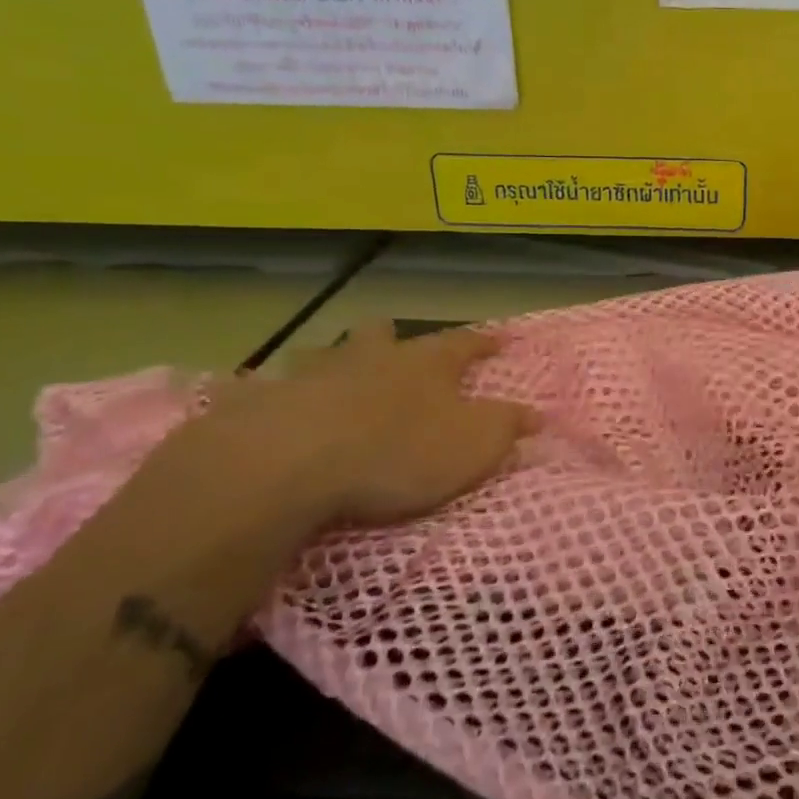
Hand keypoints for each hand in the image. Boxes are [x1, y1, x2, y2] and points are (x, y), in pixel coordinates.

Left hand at [158, 324, 536, 537]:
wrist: (293, 462)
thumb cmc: (398, 451)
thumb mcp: (473, 445)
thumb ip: (507, 428)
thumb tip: (538, 414)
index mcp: (424, 365)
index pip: (464, 343)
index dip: (483, 342)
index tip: (500, 338)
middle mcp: (369, 358)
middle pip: (381, 335)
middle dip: (390, 338)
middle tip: (392, 342)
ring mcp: (312, 376)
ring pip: (322, 355)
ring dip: (330, 361)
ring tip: (331, 374)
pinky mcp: (260, 404)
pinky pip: (261, 391)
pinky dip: (266, 395)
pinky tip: (262, 405)